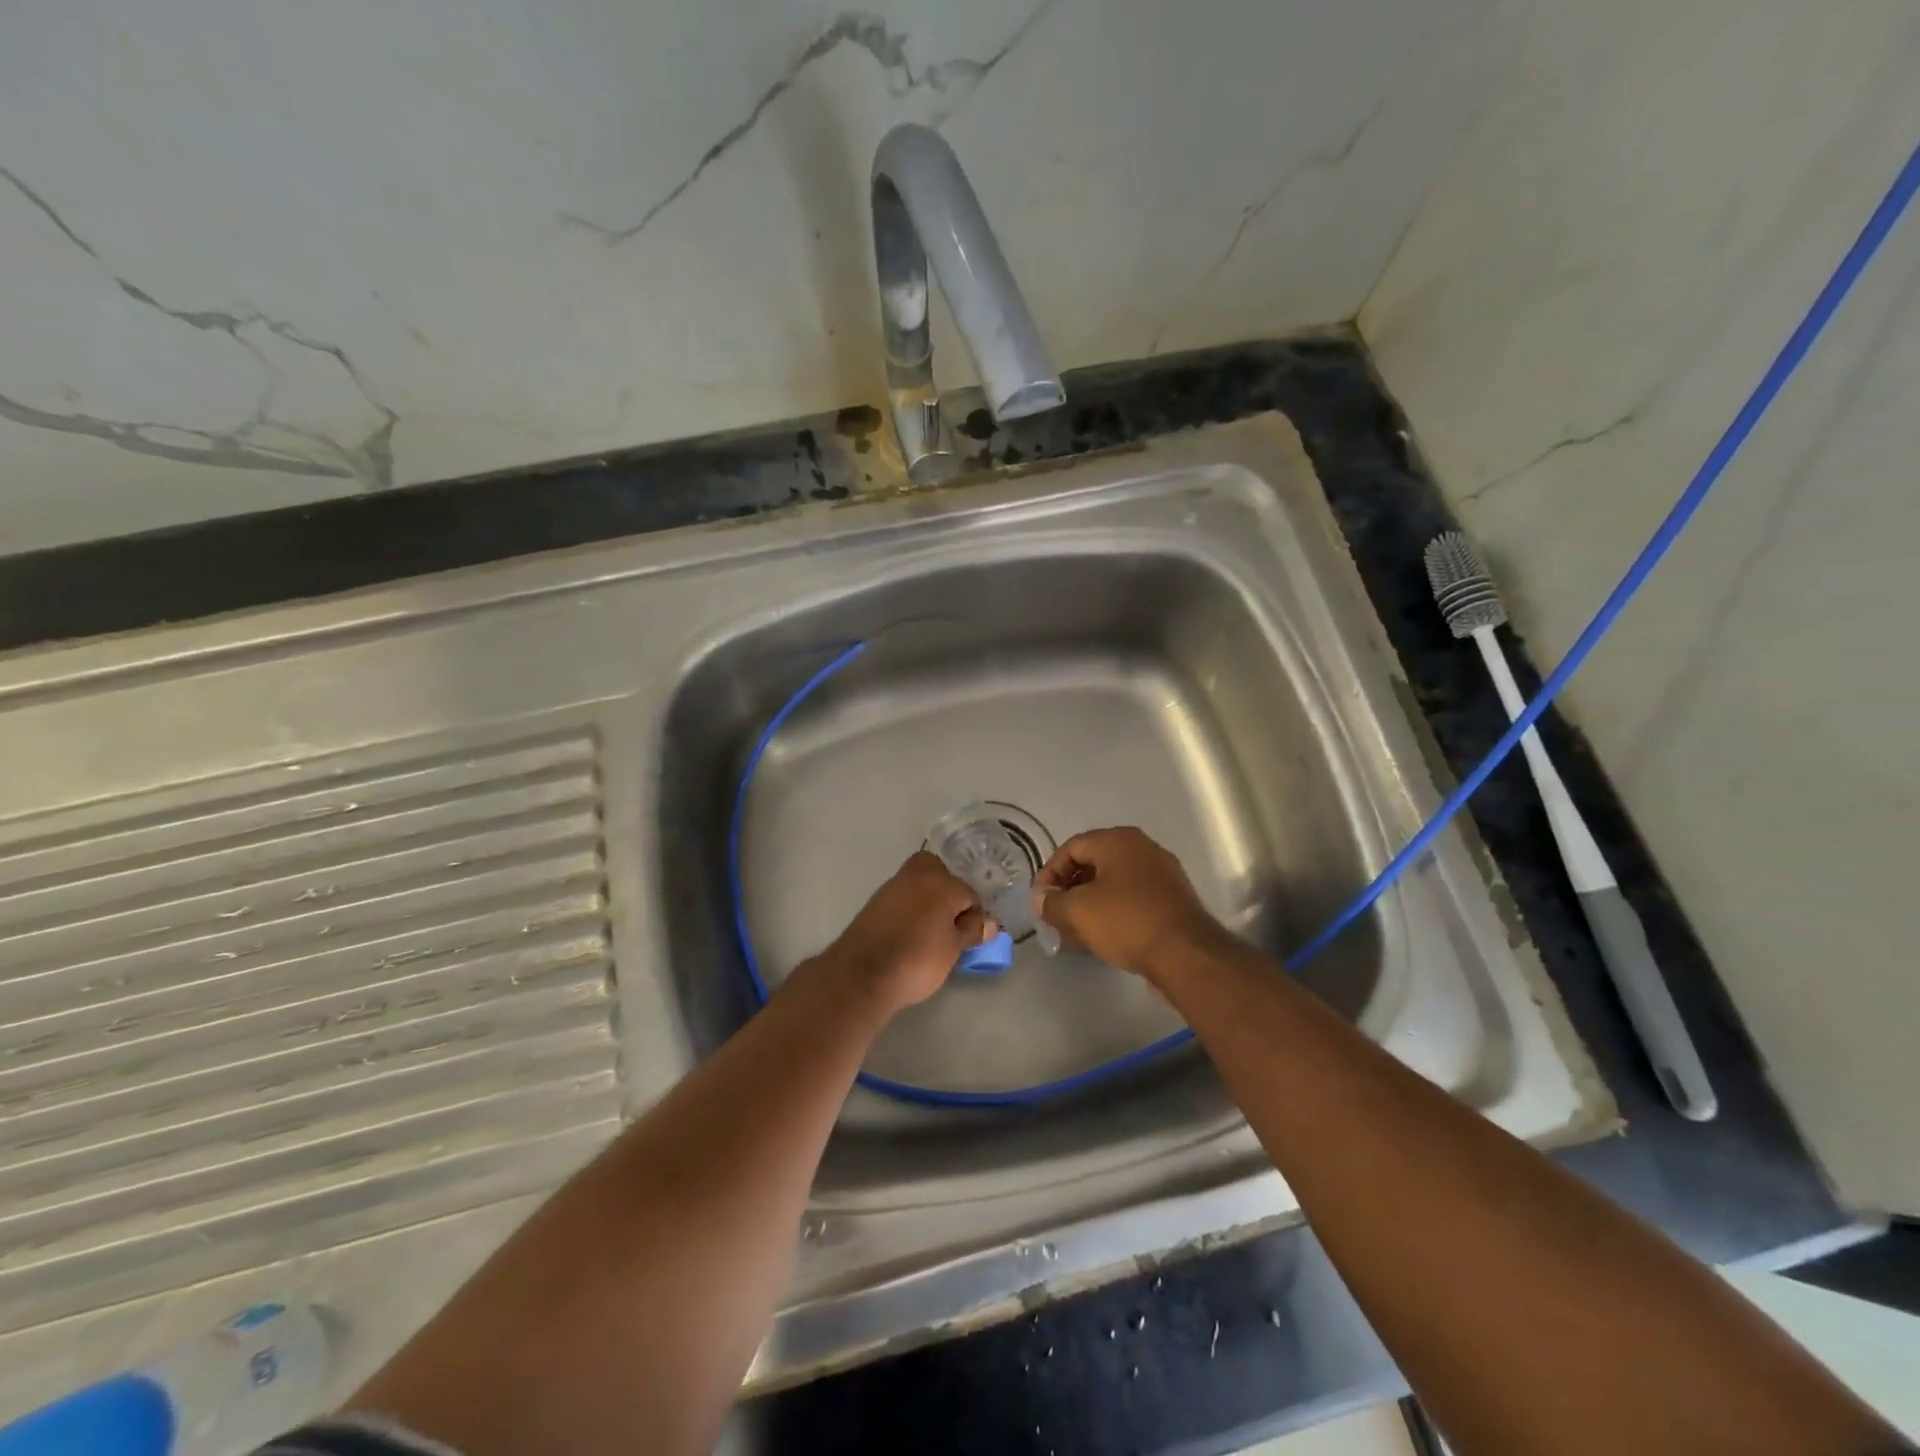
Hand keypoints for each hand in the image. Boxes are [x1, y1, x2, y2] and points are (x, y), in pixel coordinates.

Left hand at [817, 851, 994, 1014]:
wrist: (863, 974)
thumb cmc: (918, 959)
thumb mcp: (953, 949)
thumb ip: (972, 931)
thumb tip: (989, 923)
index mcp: (943, 882)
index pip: (969, 893)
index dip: (974, 914)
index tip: (972, 935)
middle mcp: (917, 876)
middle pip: (940, 873)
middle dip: (948, 892)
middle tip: (952, 922)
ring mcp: (892, 887)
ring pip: (918, 883)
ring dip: (927, 900)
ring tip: (931, 932)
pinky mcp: (874, 902)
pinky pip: (901, 898)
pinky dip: (909, 909)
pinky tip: (910, 933)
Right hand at [1036, 827, 1221, 979]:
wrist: (1186, 954)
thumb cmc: (1126, 921)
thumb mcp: (1078, 911)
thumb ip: (1051, 902)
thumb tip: (1041, 900)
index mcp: (1118, 840)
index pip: (1071, 847)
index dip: (1049, 872)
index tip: (1040, 900)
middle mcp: (1142, 849)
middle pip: (1093, 864)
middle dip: (1069, 889)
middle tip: (1054, 915)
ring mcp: (1161, 874)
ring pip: (1114, 884)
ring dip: (1089, 904)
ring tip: (1073, 931)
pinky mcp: (1172, 900)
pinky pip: (1132, 899)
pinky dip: (1112, 912)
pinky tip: (1101, 936)